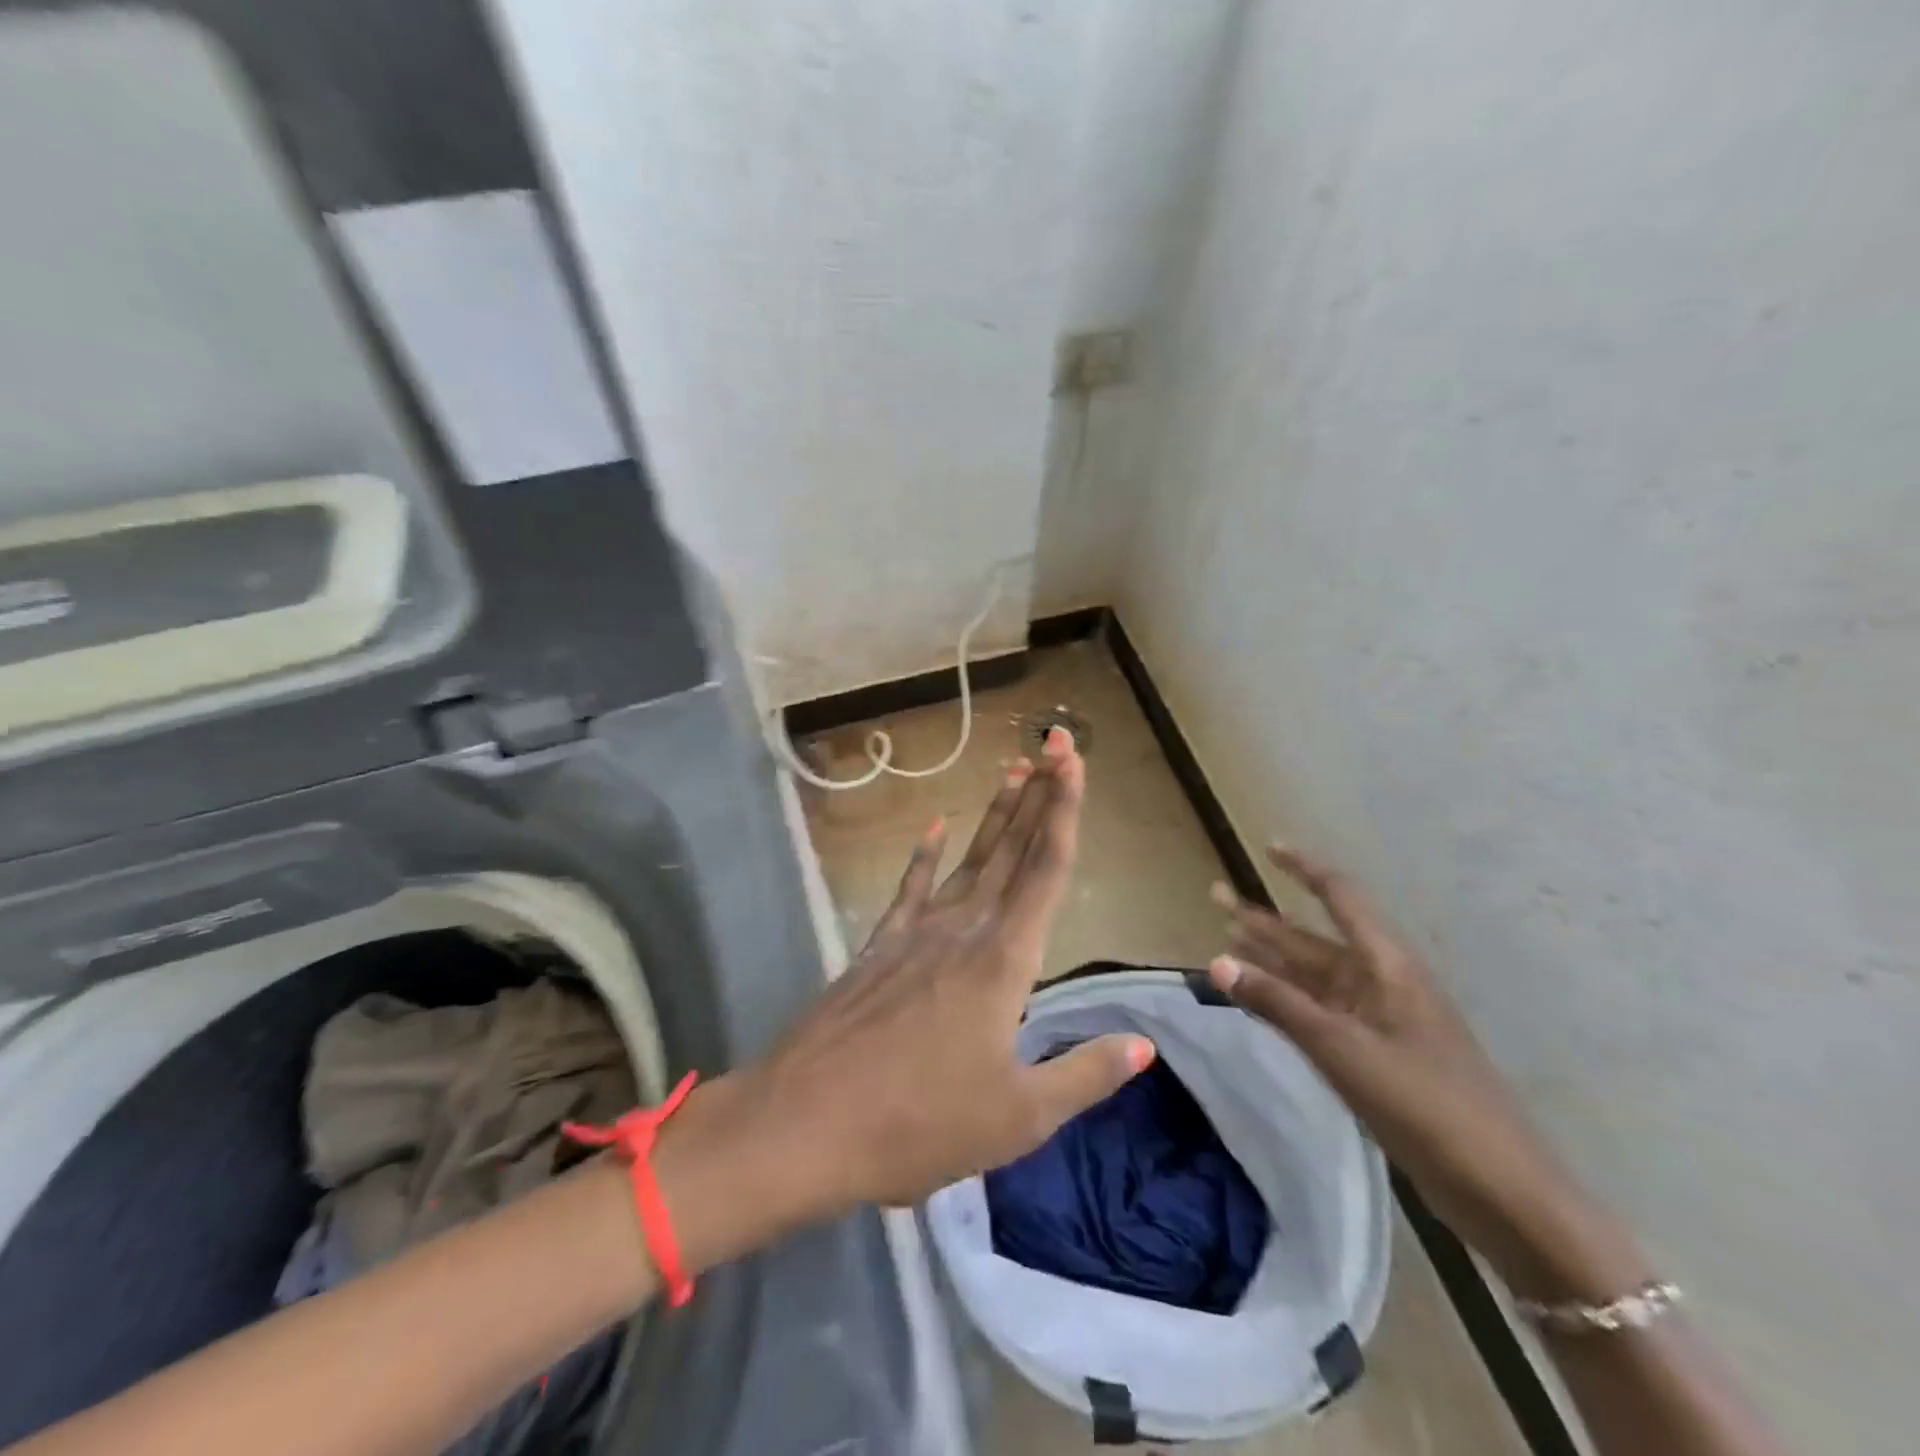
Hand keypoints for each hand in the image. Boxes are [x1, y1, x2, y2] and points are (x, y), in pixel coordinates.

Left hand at [663, 729, 1153, 1264]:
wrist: (805, 1123)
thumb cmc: (919, 1124)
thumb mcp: (1018, 1117)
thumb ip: (1084, 1074)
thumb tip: (1144, 1046)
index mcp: (1003, 962)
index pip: (1045, 870)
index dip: (1064, 810)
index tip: (1072, 760)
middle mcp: (963, 930)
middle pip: (1011, 851)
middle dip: (1038, 795)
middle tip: (1055, 745)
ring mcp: (915, 932)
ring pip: (968, 860)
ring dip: (995, 816)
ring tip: (1013, 771)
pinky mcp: (880, 945)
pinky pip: (910, 887)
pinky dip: (925, 855)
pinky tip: (936, 827)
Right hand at [1211, 846, 1641, 1298]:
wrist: (1503, 1191)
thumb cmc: (1426, 1105)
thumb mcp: (1343, 1050)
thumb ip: (1278, 1004)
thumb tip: (1216, 963)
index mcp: (1386, 966)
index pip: (1340, 898)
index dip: (1305, 869)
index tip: (1270, 847)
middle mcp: (1380, 982)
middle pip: (1314, 938)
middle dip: (1266, 918)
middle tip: (1217, 896)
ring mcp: (1379, 1020)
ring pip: (1313, 976)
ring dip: (1271, 957)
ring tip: (1227, 936)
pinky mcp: (1376, 1055)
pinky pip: (1320, 1011)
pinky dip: (1286, 999)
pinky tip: (1260, 996)